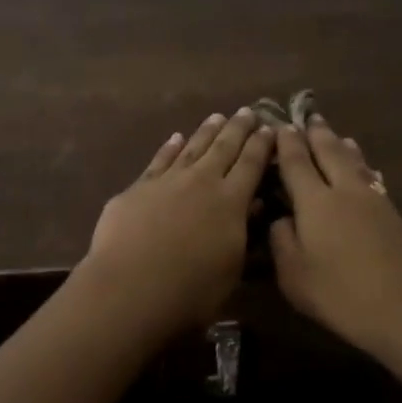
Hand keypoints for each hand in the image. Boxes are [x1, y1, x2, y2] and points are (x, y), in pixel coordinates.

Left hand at [81, 109, 274, 332]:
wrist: (130, 287)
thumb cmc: (190, 291)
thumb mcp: (231, 269)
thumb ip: (242, 233)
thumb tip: (254, 205)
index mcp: (230, 202)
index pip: (251, 164)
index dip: (262, 145)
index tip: (271, 128)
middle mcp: (201, 182)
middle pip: (224, 148)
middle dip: (238, 128)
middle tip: (248, 111)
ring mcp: (167, 181)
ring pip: (192, 148)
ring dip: (206, 132)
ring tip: (217, 117)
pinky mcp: (138, 188)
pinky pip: (159, 160)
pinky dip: (169, 148)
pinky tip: (175, 138)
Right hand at [269, 117, 401, 369]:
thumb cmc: (340, 295)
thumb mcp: (293, 275)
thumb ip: (281, 241)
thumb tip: (282, 218)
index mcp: (315, 201)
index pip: (297, 162)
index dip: (286, 143)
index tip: (280, 126)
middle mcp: (345, 191)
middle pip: (330, 152)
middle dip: (317, 134)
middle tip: (309, 118)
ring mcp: (375, 201)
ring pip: (356, 163)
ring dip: (343, 146)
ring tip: (338, 136)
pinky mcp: (395, 217)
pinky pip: (372, 178)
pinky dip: (363, 167)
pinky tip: (366, 172)